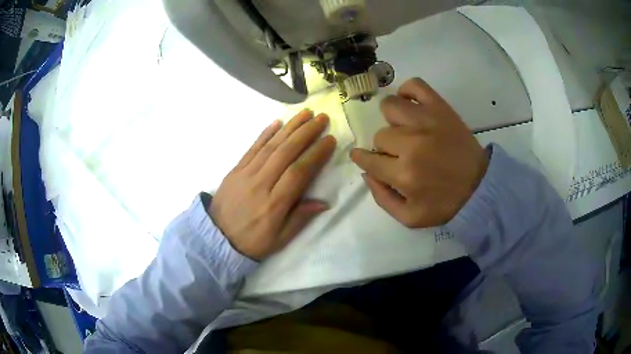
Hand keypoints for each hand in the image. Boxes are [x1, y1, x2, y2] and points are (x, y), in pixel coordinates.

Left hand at [210, 110, 335, 259]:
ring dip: (289, 127)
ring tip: (305, 113)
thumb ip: (300, 219)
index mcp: (274, 204)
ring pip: (270, 146)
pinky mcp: (235, 170)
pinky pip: (252, 148)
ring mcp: (245, 174)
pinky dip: (265, 133)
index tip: (330, 140)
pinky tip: (277, 122)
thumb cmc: (251, 242)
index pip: (299, 172)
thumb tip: (324, 202)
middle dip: (306, 133)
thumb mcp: (279, 240)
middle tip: (322, 118)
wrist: (216, 238)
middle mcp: (260, 184)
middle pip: (285, 153)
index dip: (316, 154)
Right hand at [350, 78, 488, 227]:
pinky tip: (410, 106)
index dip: (362, 158)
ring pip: (390, 107)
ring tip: (405, 130)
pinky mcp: (440, 108)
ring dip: (392, 120)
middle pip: (380, 136)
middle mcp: (411, 144)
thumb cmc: (445, 204)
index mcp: (403, 175)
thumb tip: (366, 172)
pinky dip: (407, 91)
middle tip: (401, 155)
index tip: (362, 156)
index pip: (369, 160)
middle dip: (386, 149)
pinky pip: (415, 85)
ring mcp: (426, 121)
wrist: (480, 187)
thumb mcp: (409, 217)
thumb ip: (381, 198)